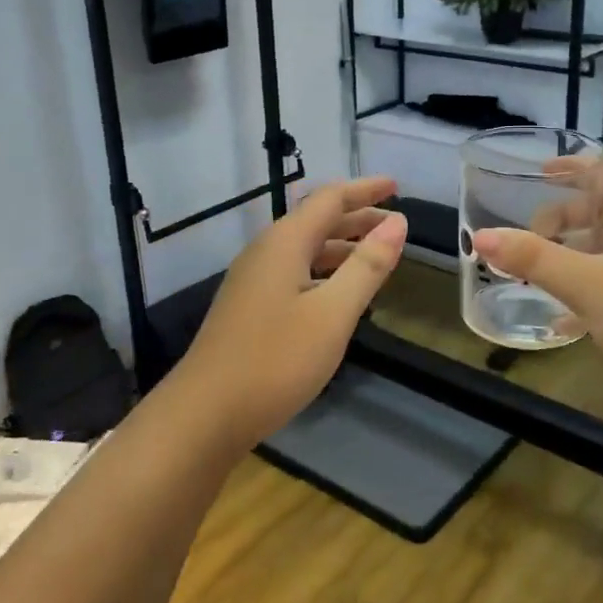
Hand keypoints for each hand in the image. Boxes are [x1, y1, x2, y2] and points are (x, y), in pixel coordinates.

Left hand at [173, 177, 407, 448]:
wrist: (204, 414)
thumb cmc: (275, 360)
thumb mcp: (333, 313)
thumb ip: (367, 266)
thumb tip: (398, 222)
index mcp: (285, 243)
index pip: (329, 199)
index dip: (365, 190)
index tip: (396, 187)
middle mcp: (265, 252)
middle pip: (315, 220)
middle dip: (356, 217)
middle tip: (394, 223)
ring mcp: (252, 280)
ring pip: (304, 249)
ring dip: (341, 245)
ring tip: (375, 255)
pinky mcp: (248, 307)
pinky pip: (294, 271)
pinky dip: (324, 270)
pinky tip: (338, 293)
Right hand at [474, 163, 602, 438]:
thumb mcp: (587, 283)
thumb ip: (533, 258)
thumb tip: (482, 238)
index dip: (575, 169)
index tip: (540, 173)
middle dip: (568, 219)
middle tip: (532, 233)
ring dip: (577, 256)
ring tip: (539, 269)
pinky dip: (590, 293)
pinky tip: (562, 319)